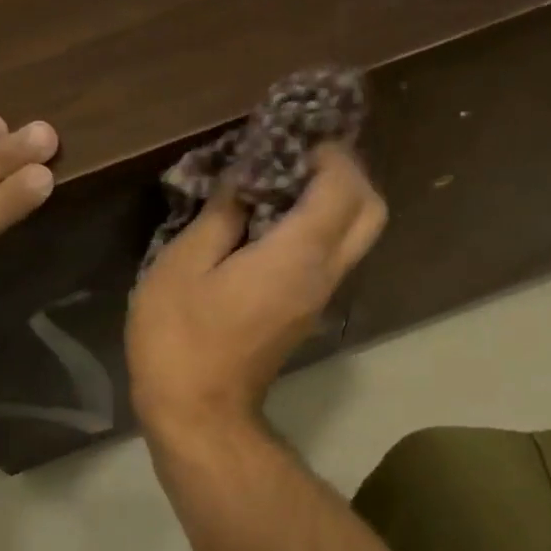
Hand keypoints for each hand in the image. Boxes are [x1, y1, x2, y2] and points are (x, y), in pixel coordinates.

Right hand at [127, 145, 385, 437]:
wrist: (199, 414)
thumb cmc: (180, 338)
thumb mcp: (183, 265)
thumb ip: (221, 214)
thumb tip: (244, 179)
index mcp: (298, 255)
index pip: (342, 186)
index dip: (327, 152)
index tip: (292, 136)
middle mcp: (324, 273)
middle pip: (369, 210)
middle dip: (346, 172)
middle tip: (299, 157)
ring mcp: (321, 297)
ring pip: (357, 235)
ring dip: (335, 199)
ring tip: (282, 182)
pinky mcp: (307, 312)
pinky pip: (333, 255)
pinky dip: (320, 226)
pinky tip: (272, 220)